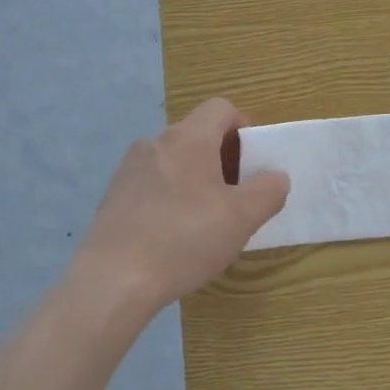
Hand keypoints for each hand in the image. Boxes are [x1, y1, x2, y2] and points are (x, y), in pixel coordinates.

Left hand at [73, 98, 288, 322]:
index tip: (255, 163)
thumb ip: (268, 191)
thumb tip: (276, 177)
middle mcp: (155, 142)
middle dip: (224, 158)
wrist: (112, 280)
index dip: (245, 128)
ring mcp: (130, 168)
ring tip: (207, 219)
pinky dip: (171, 196)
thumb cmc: (184, 239)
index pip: (222, 108)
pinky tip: (175, 234)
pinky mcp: (114, 196)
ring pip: (175, 160)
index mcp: (189, 137)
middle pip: (199, 133)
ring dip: (197, 178)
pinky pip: (153, 183)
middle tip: (238, 196)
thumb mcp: (242, 218)